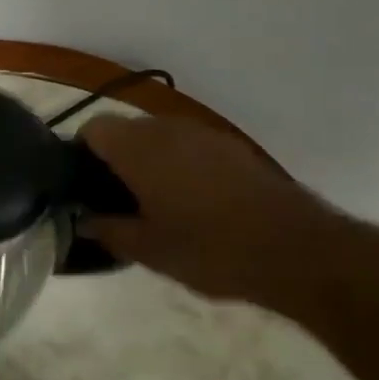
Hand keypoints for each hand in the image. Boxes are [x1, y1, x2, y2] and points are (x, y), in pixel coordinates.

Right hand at [77, 114, 353, 307]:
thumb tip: (83, 221)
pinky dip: (178, 165)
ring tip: (151, 203)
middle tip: (114, 201)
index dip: (81, 153)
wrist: (296, 250)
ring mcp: (204, 134)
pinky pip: (189, 146)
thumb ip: (108, 231)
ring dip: (147, 161)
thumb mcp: (148, 250)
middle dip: (114, 159)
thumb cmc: (210, 249)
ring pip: (158, 137)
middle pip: (125, 130)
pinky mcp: (232, 147)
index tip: (83, 186)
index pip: (93, 129)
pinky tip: (190, 203)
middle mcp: (168, 129)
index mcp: (139, 148)